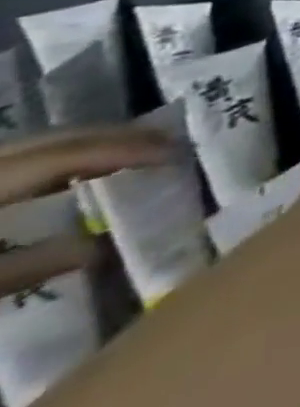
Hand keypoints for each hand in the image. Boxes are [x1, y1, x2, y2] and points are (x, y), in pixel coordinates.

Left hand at [0, 126, 175, 297]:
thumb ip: (21, 269)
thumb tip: (99, 249)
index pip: (66, 155)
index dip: (125, 149)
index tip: (176, 150)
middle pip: (50, 139)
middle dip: (112, 137)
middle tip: (165, 143)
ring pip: (28, 145)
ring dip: (83, 145)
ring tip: (127, 153)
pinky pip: (9, 161)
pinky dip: (46, 161)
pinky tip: (61, 175)